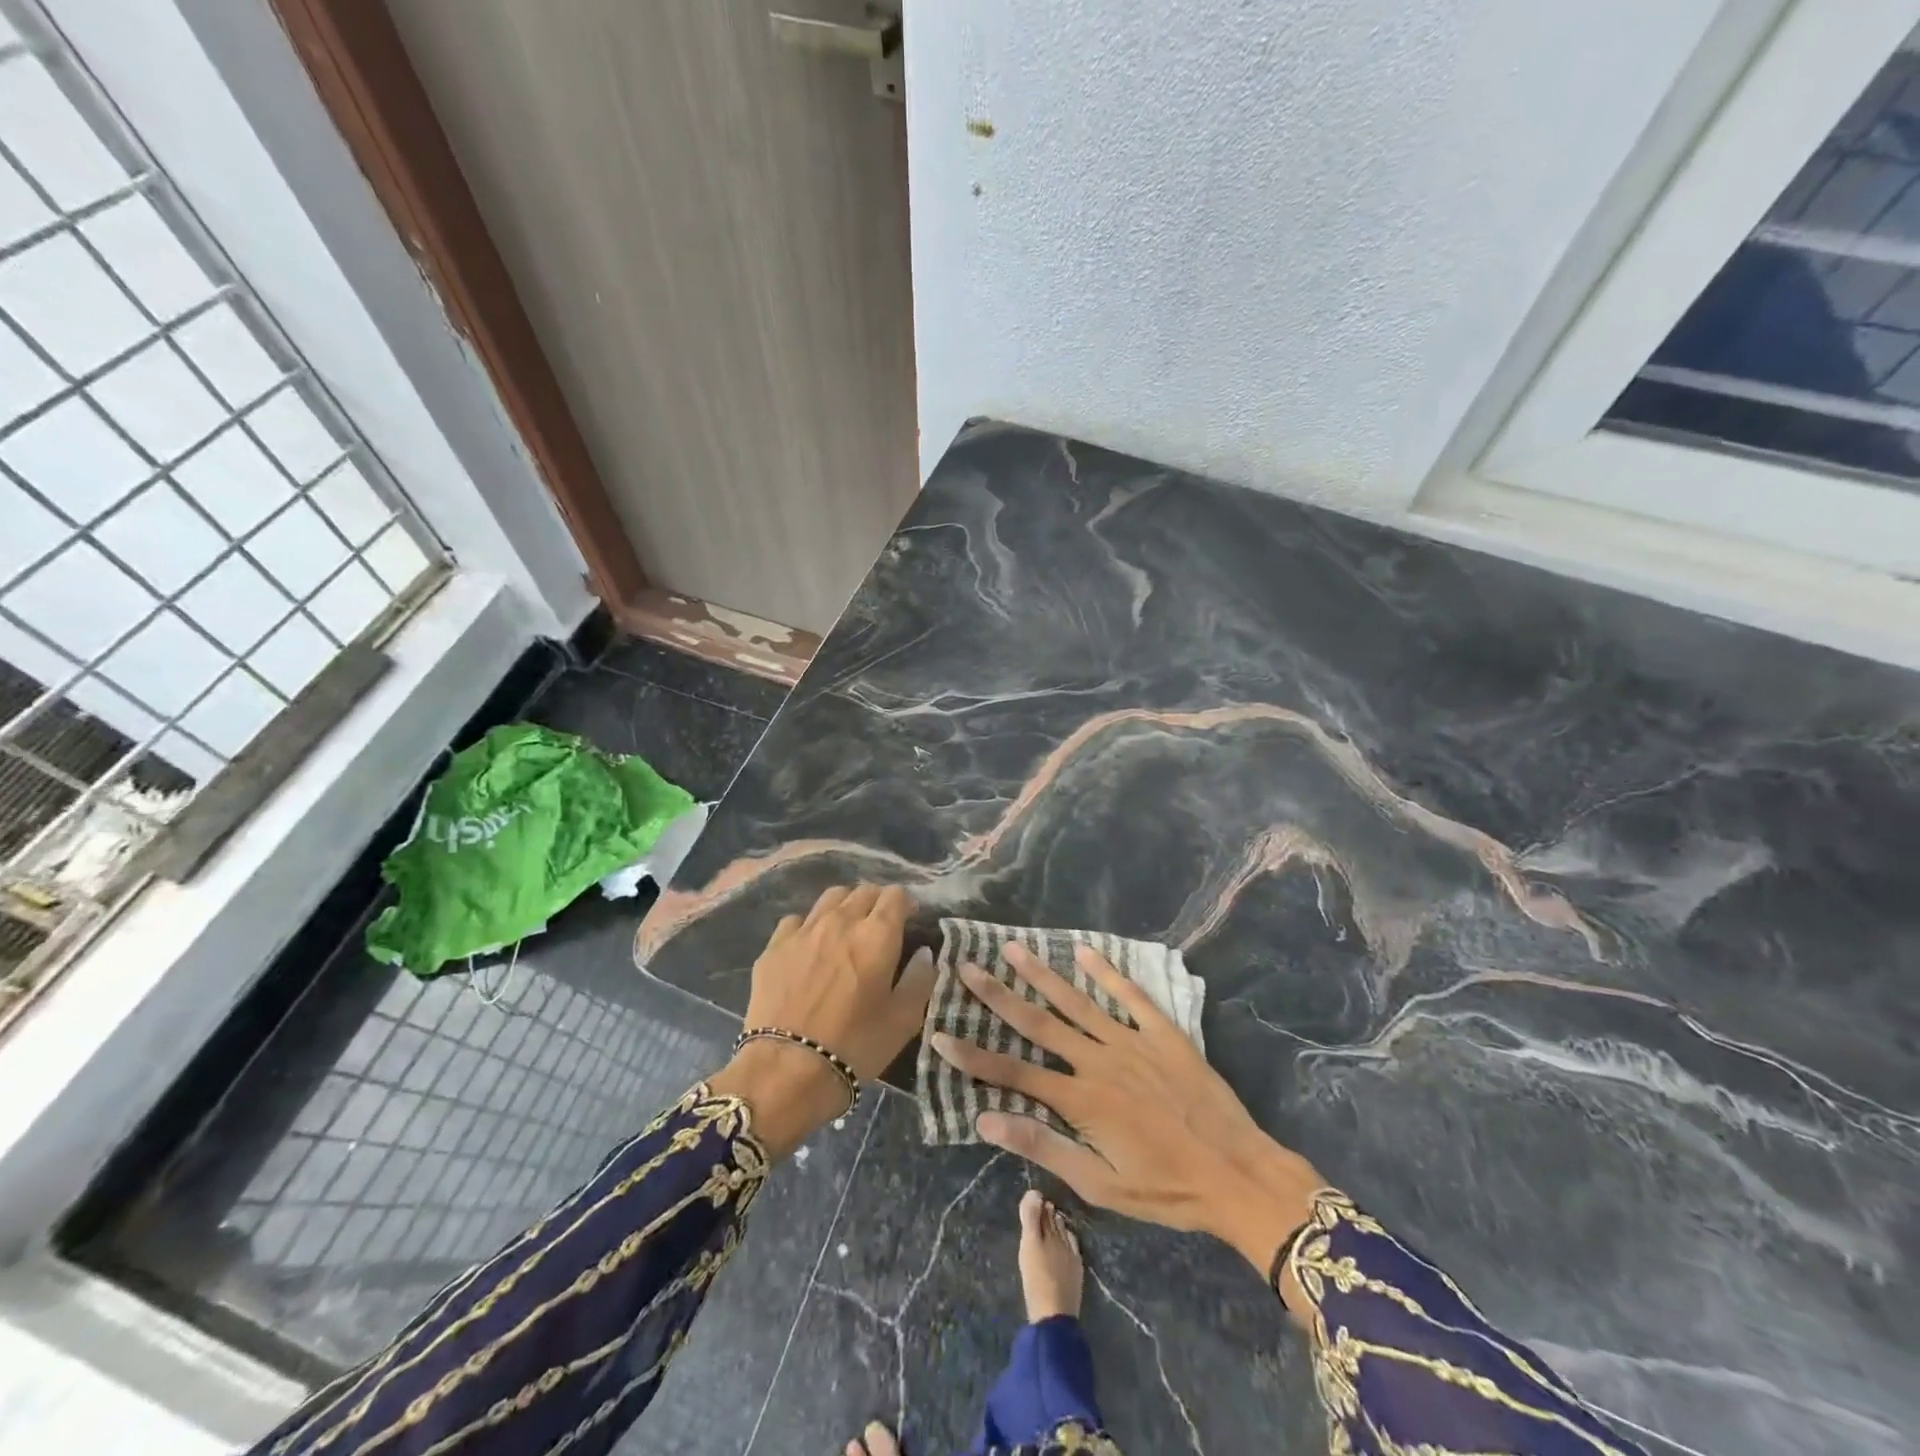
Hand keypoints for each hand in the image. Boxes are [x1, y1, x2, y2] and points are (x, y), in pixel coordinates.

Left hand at [710, 885, 933, 1157]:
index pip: (896, 895)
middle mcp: (841, 921)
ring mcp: (804, 930)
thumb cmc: (855, 1046)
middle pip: (864, 891)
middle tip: (880, 927)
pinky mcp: (774, 946)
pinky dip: (810, 926)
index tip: (909, 921)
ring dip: (845, 906)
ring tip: (846, 930)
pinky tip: (810, 948)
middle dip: (877, 902)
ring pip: (830, 897)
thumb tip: (923, 953)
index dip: (906, 904)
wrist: (786, 1069)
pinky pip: (797, 920)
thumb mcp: (903, 1020)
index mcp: (877, 934)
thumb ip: (919, 979)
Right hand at [931, 943, 1323, 1276]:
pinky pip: (1130, 995)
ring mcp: (1131, 1041)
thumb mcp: (1100, 1185)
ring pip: (1077, 1001)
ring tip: (1014, 947)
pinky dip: (1107, 971)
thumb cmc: (1166, 1188)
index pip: (1013, 1074)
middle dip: (999, 995)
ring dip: (1042, 974)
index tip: (940, 1035)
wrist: (1237, 1173)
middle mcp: (1099, 1060)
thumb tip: (986, 1122)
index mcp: (1081, 1100)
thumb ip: (1044, 1147)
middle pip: (1038, 1022)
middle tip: (968, 967)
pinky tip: (1084, 950)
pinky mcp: (1162, 1033)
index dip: (973, 1057)